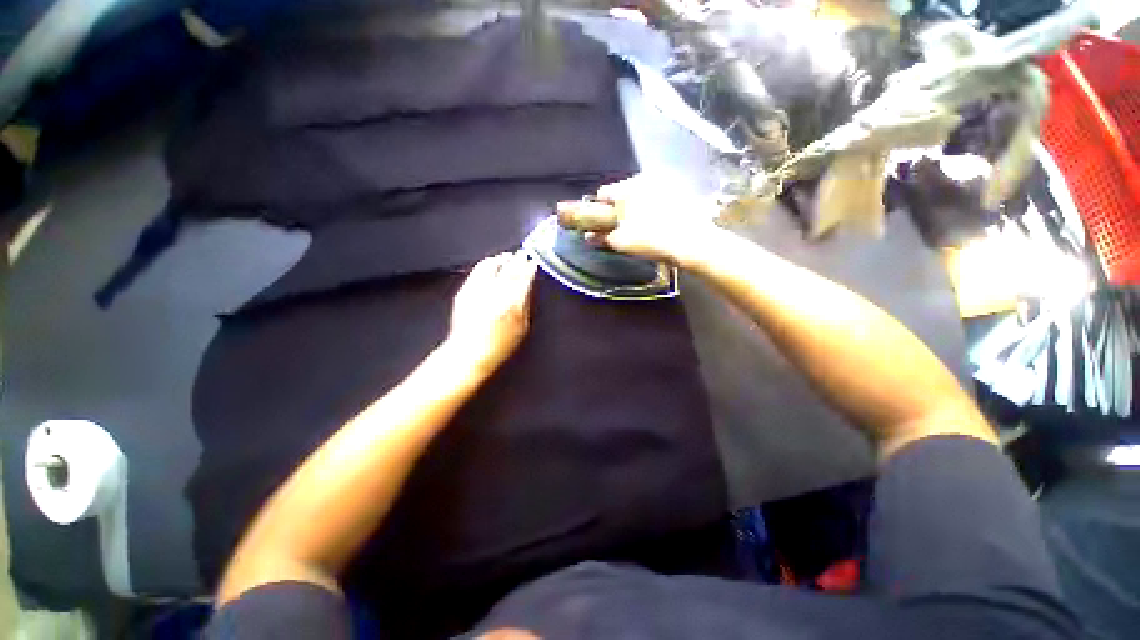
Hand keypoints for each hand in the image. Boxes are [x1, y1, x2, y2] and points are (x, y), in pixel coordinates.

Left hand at [443, 251, 537, 376]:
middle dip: (518, 260)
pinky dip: (487, 264)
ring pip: (493, 267)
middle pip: (510, 270)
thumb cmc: (499, 345)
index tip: (533, 262)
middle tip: (524, 254)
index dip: (530, 268)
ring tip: (509, 256)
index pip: (524, 278)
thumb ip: (525, 305)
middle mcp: (496, 293)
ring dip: (503, 260)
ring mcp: (479, 291)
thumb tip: (527, 289)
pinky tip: (492, 263)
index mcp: (512, 303)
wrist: (470, 352)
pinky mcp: (466, 292)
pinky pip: (478, 271)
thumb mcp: (522, 328)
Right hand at [556, 175, 720, 267]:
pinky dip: (656, 203)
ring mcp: (664, 180)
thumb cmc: (650, 241)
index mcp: (625, 189)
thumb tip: (588, 236)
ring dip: (639, 203)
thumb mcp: (621, 243)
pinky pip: (660, 192)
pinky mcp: (681, 187)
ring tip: (646, 224)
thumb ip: (602, 237)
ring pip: (642, 190)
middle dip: (621, 206)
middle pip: (623, 190)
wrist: (692, 242)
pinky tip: (663, 219)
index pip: (603, 194)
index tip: (604, 223)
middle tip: (626, 227)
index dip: (600, 209)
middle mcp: (643, 177)